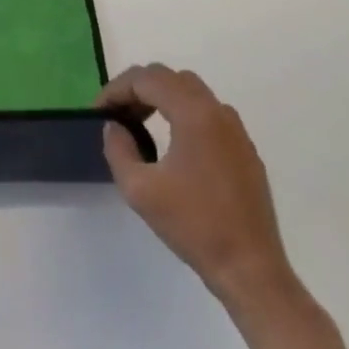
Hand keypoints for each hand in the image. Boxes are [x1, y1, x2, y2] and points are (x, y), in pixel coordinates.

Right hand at [99, 64, 293, 308]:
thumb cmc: (193, 225)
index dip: (116, 90)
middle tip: (116, 113)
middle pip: (170, 78)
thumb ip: (118, 148)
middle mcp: (218, 113)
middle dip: (137, 88)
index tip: (98, 112)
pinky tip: (170, 143)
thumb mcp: (138, 188)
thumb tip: (116, 127)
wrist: (250, 270)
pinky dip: (182, 112)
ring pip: (191, 92)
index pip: (147, 79)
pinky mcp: (245, 151)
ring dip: (160, 97)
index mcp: (194, 114)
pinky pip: (208, 113)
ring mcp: (236, 132)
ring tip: (139, 124)